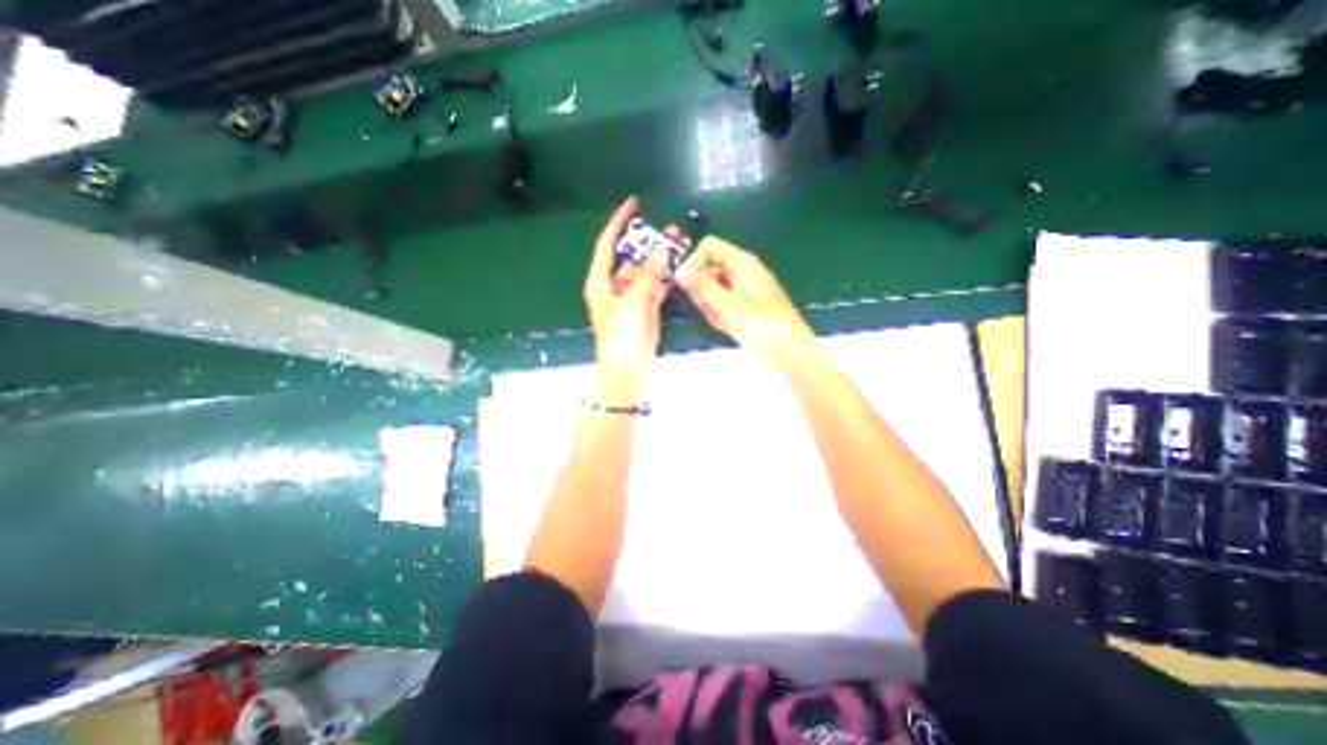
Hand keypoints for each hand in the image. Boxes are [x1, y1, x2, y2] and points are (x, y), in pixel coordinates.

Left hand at [586, 196, 677, 397]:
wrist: (627, 373)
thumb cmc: (622, 338)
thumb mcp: (633, 303)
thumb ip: (648, 275)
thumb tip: (661, 249)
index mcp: (601, 282)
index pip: (608, 244)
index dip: (619, 222)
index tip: (634, 203)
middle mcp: (614, 287)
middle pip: (631, 257)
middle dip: (650, 242)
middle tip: (672, 230)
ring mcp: (631, 299)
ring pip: (646, 272)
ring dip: (661, 259)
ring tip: (681, 244)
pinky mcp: (645, 310)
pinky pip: (655, 287)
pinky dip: (666, 278)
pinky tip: (679, 267)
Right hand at [683, 237, 821, 372]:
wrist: (789, 354)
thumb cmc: (765, 326)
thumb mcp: (731, 306)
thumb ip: (704, 287)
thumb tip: (679, 271)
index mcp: (742, 264)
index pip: (709, 248)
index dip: (694, 261)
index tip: (684, 283)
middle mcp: (738, 274)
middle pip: (706, 269)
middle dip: (701, 288)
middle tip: (707, 306)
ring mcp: (737, 292)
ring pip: (709, 290)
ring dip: (708, 304)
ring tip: (722, 318)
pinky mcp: (737, 309)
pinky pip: (716, 305)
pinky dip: (716, 316)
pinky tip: (727, 326)